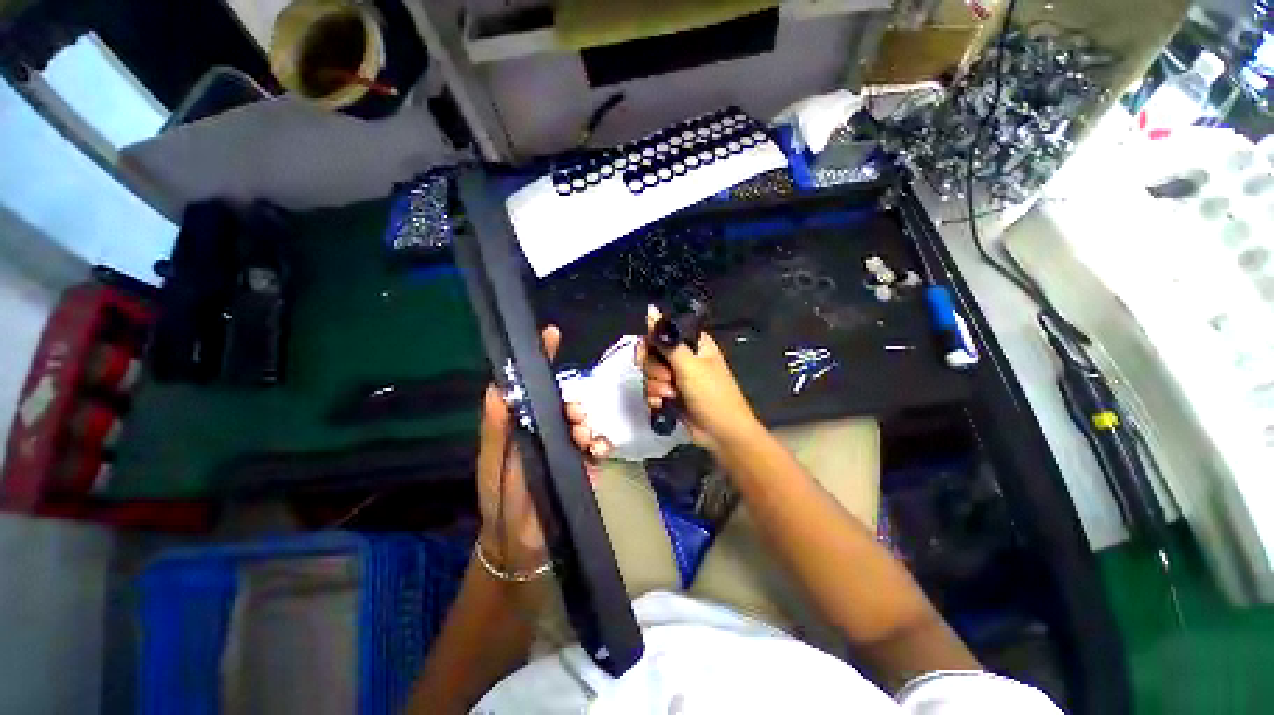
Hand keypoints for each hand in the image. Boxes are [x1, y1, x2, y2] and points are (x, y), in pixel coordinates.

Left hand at [476, 325, 610, 572]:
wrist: (523, 543)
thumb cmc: (501, 499)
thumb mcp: (494, 462)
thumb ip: (495, 427)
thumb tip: (497, 387)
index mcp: (521, 423)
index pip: (532, 385)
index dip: (541, 359)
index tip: (551, 333)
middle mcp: (544, 429)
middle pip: (565, 402)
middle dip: (574, 404)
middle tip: (577, 418)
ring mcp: (565, 446)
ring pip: (584, 421)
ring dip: (587, 425)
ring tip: (586, 441)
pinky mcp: (581, 463)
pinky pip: (596, 444)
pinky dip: (599, 444)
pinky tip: (597, 453)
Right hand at [637, 305, 761, 452]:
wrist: (720, 432)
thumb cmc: (711, 394)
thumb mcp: (689, 365)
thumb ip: (667, 341)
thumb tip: (651, 309)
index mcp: (691, 343)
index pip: (660, 333)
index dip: (650, 344)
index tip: (647, 355)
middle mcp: (681, 357)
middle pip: (650, 354)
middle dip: (654, 370)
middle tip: (668, 379)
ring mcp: (675, 377)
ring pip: (648, 374)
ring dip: (656, 387)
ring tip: (671, 395)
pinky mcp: (669, 394)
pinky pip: (650, 390)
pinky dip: (655, 398)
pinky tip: (664, 404)